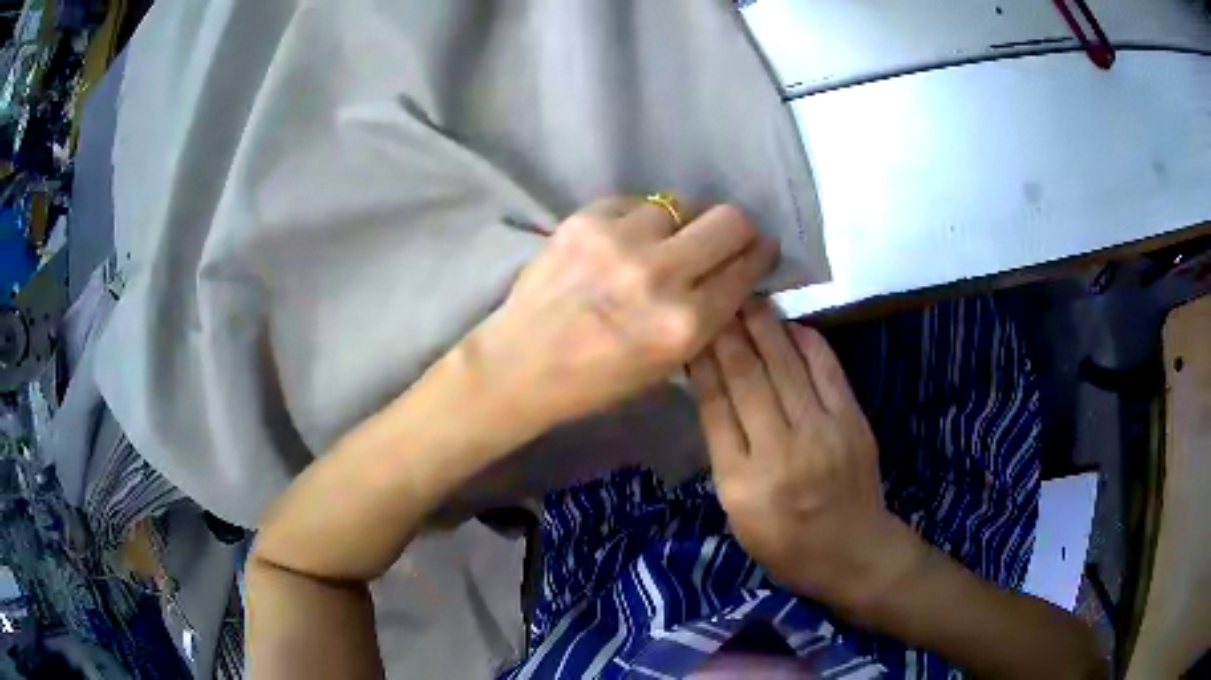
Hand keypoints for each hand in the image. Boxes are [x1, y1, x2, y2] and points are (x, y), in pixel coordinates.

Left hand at [463, 197, 777, 433]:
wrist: (520, 364)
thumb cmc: (596, 380)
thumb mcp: (667, 365)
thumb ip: (707, 316)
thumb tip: (735, 270)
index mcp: (685, 324)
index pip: (745, 269)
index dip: (759, 255)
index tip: (761, 249)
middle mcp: (660, 275)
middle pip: (729, 220)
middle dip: (736, 229)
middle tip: (725, 238)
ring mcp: (619, 240)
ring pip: (680, 205)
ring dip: (679, 225)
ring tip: (659, 245)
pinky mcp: (585, 219)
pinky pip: (636, 202)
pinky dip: (638, 219)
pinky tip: (622, 241)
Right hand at [688, 301, 922, 609]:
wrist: (853, 551)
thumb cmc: (785, 543)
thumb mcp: (737, 513)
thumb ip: (725, 455)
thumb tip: (715, 393)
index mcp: (741, 482)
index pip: (715, 407)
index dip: (702, 363)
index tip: (692, 333)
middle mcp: (779, 452)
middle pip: (748, 378)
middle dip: (728, 333)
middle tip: (715, 300)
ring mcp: (821, 433)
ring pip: (785, 366)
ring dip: (764, 326)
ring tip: (746, 299)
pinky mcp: (852, 421)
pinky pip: (826, 369)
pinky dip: (806, 341)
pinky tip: (790, 324)